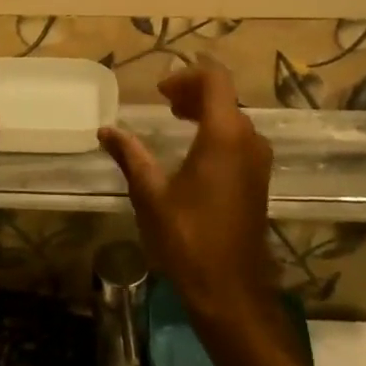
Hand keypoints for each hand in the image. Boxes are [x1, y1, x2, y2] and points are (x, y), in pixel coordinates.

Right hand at [99, 66, 276, 323]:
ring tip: (175, 119)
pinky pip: (239, 138)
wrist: (230, 290)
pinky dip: (217, 131)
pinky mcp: (259, 179)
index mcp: (224, 136)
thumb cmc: (188, 238)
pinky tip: (193, 151)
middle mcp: (249, 140)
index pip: (216, 79)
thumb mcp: (150, 194)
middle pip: (225, 96)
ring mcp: (258, 161)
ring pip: (234, 117)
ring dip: (205, 111)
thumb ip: (130, 155)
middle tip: (164, 102)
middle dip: (193, 92)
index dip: (187, 76)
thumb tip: (106, 130)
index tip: (160, 92)